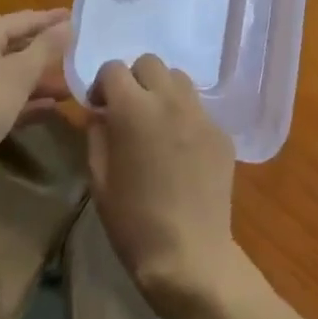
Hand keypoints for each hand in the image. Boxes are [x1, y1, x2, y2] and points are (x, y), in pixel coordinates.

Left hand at [0, 10, 70, 183]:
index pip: (26, 19)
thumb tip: (70, 24)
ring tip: (74, 84)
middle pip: (19, 46)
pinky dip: (27, 102)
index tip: (80, 18)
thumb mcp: (19, 73)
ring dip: (41, 80)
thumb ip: (46, 47)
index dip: (53, 19)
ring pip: (13, 75)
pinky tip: (52, 109)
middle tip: (82, 52)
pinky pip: (5, 99)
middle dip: (49, 52)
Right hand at [87, 56, 244, 314]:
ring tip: (157, 124)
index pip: (114, 68)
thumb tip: (100, 113)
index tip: (100, 107)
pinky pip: (198, 108)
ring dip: (162, 91)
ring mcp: (199, 113)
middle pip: (149, 62)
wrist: (190, 256)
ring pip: (178, 78)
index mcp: (134, 109)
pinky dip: (184, 116)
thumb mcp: (99, 181)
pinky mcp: (220, 131)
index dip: (103, 84)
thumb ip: (97, 135)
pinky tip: (181, 150)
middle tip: (129, 111)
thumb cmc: (134, 223)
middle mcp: (169, 99)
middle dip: (134, 79)